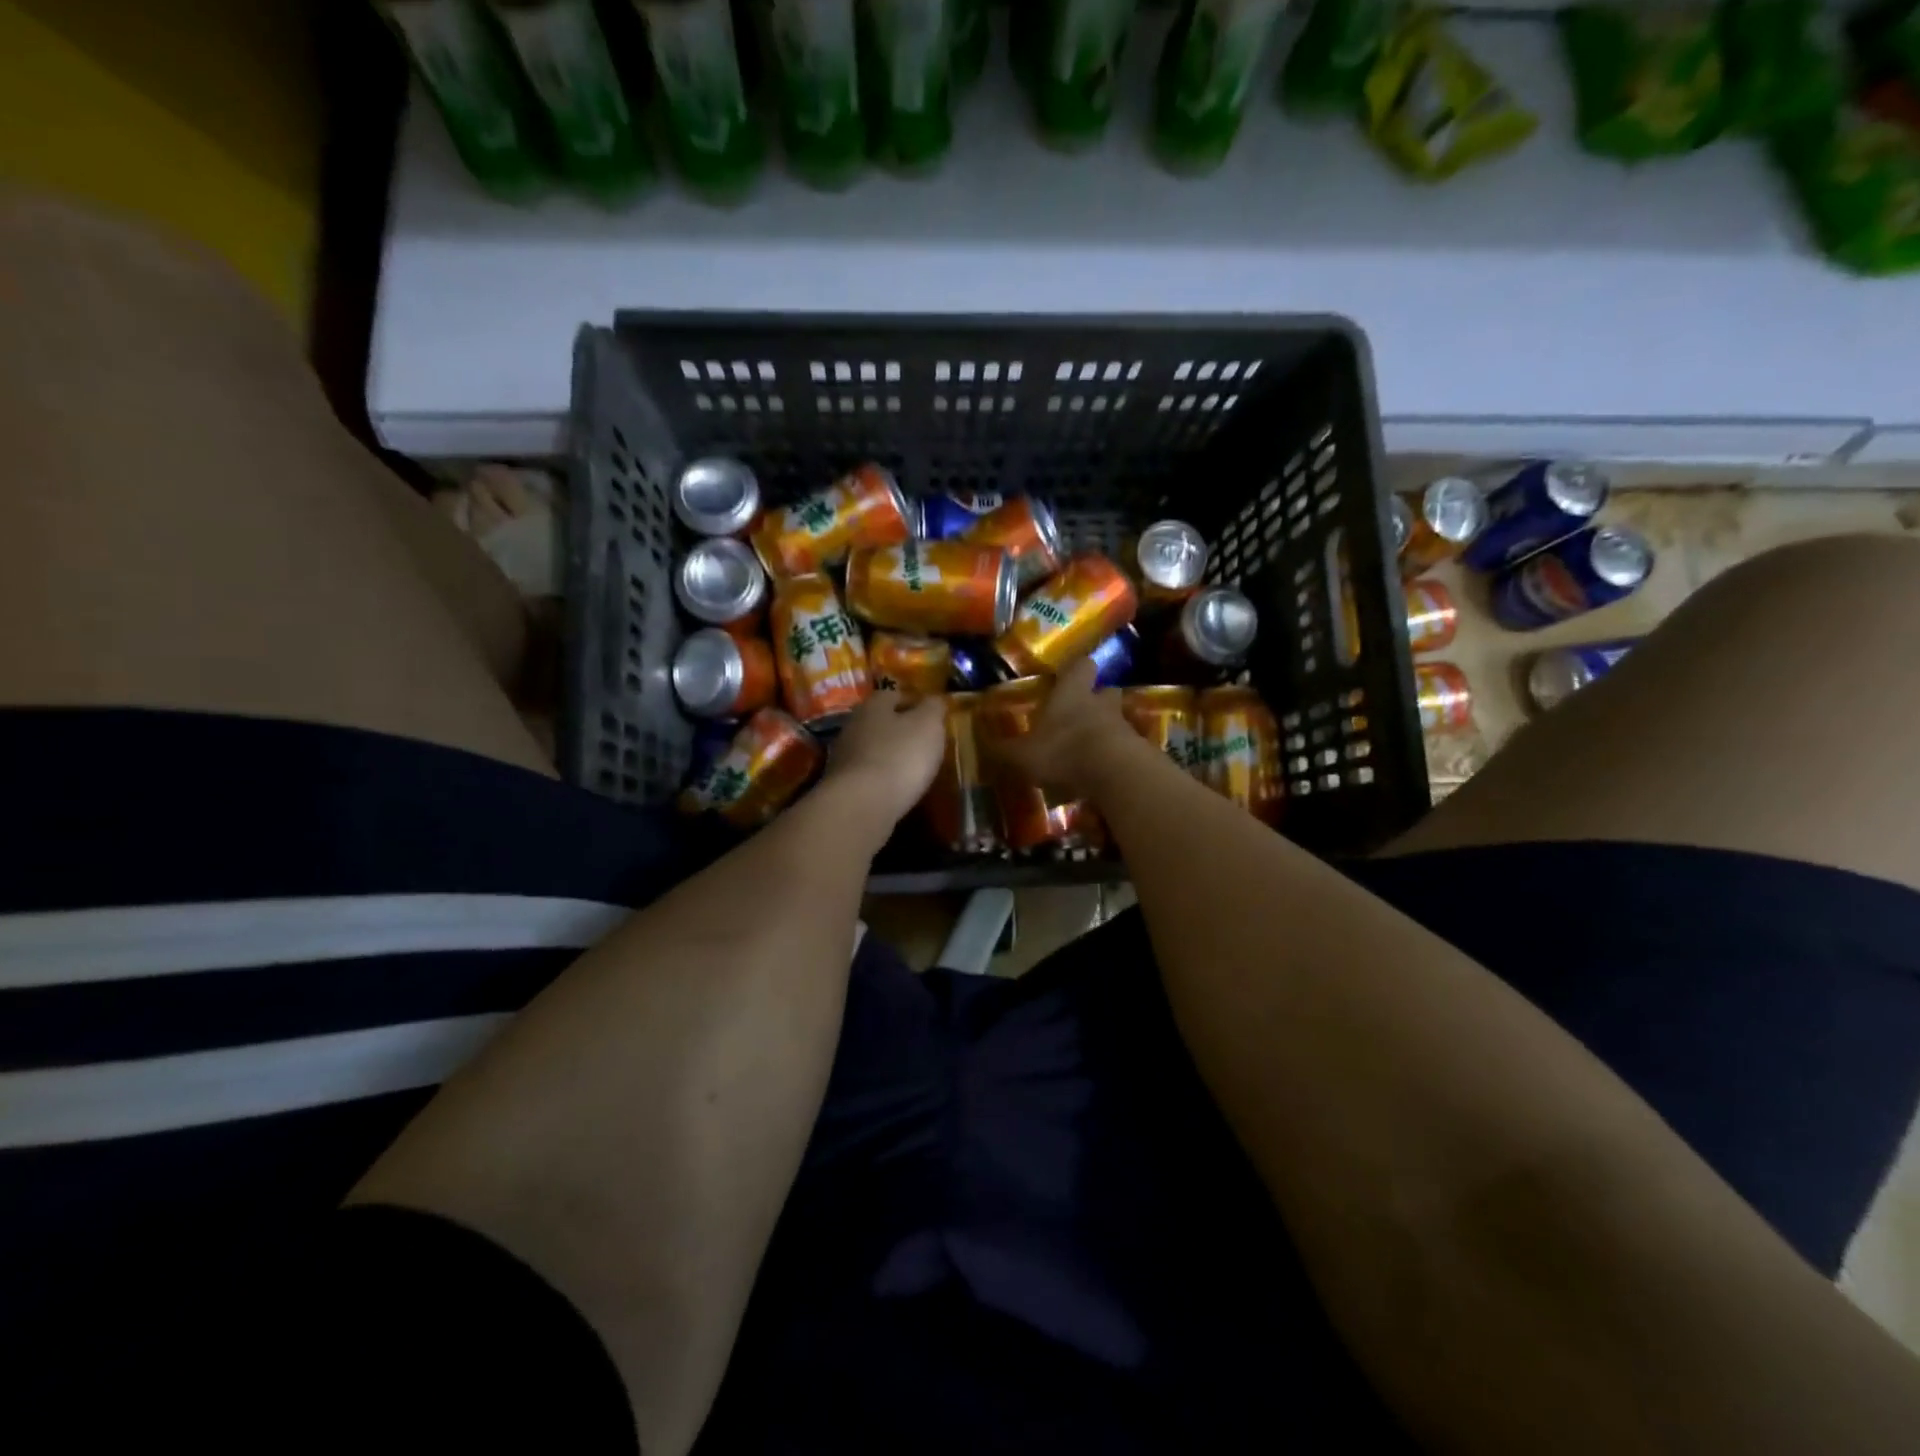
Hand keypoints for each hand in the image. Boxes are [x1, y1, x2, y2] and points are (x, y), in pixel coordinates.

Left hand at [820, 689, 946, 829]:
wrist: (861, 804)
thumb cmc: (900, 756)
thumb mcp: (928, 725)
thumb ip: (933, 708)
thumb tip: (934, 699)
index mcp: (873, 705)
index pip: (895, 695)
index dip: (915, 702)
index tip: (933, 716)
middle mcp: (853, 725)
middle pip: (881, 722)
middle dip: (900, 730)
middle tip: (924, 742)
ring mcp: (843, 757)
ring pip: (872, 748)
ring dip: (890, 755)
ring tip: (913, 768)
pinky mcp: (842, 785)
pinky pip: (868, 775)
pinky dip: (882, 778)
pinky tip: (896, 788)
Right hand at [986, 659, 1143, 800]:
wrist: (1116, 773)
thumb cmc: (1064, 751)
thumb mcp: (1022, 755)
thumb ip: (1003, 750)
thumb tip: (982, 744)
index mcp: (1072, 692)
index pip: (1080, 665)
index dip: (1075, 669)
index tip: (1068, 676)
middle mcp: (1101, 702)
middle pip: (1105, 690)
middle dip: (1096, 699)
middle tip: (1080, 714)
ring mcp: (1124, 725)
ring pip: (1117, 719)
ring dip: (1107, 729)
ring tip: (1091, 748)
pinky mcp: (1139, 750)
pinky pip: (1127, 747)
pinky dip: (1117, 755)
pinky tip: (1104, 772)